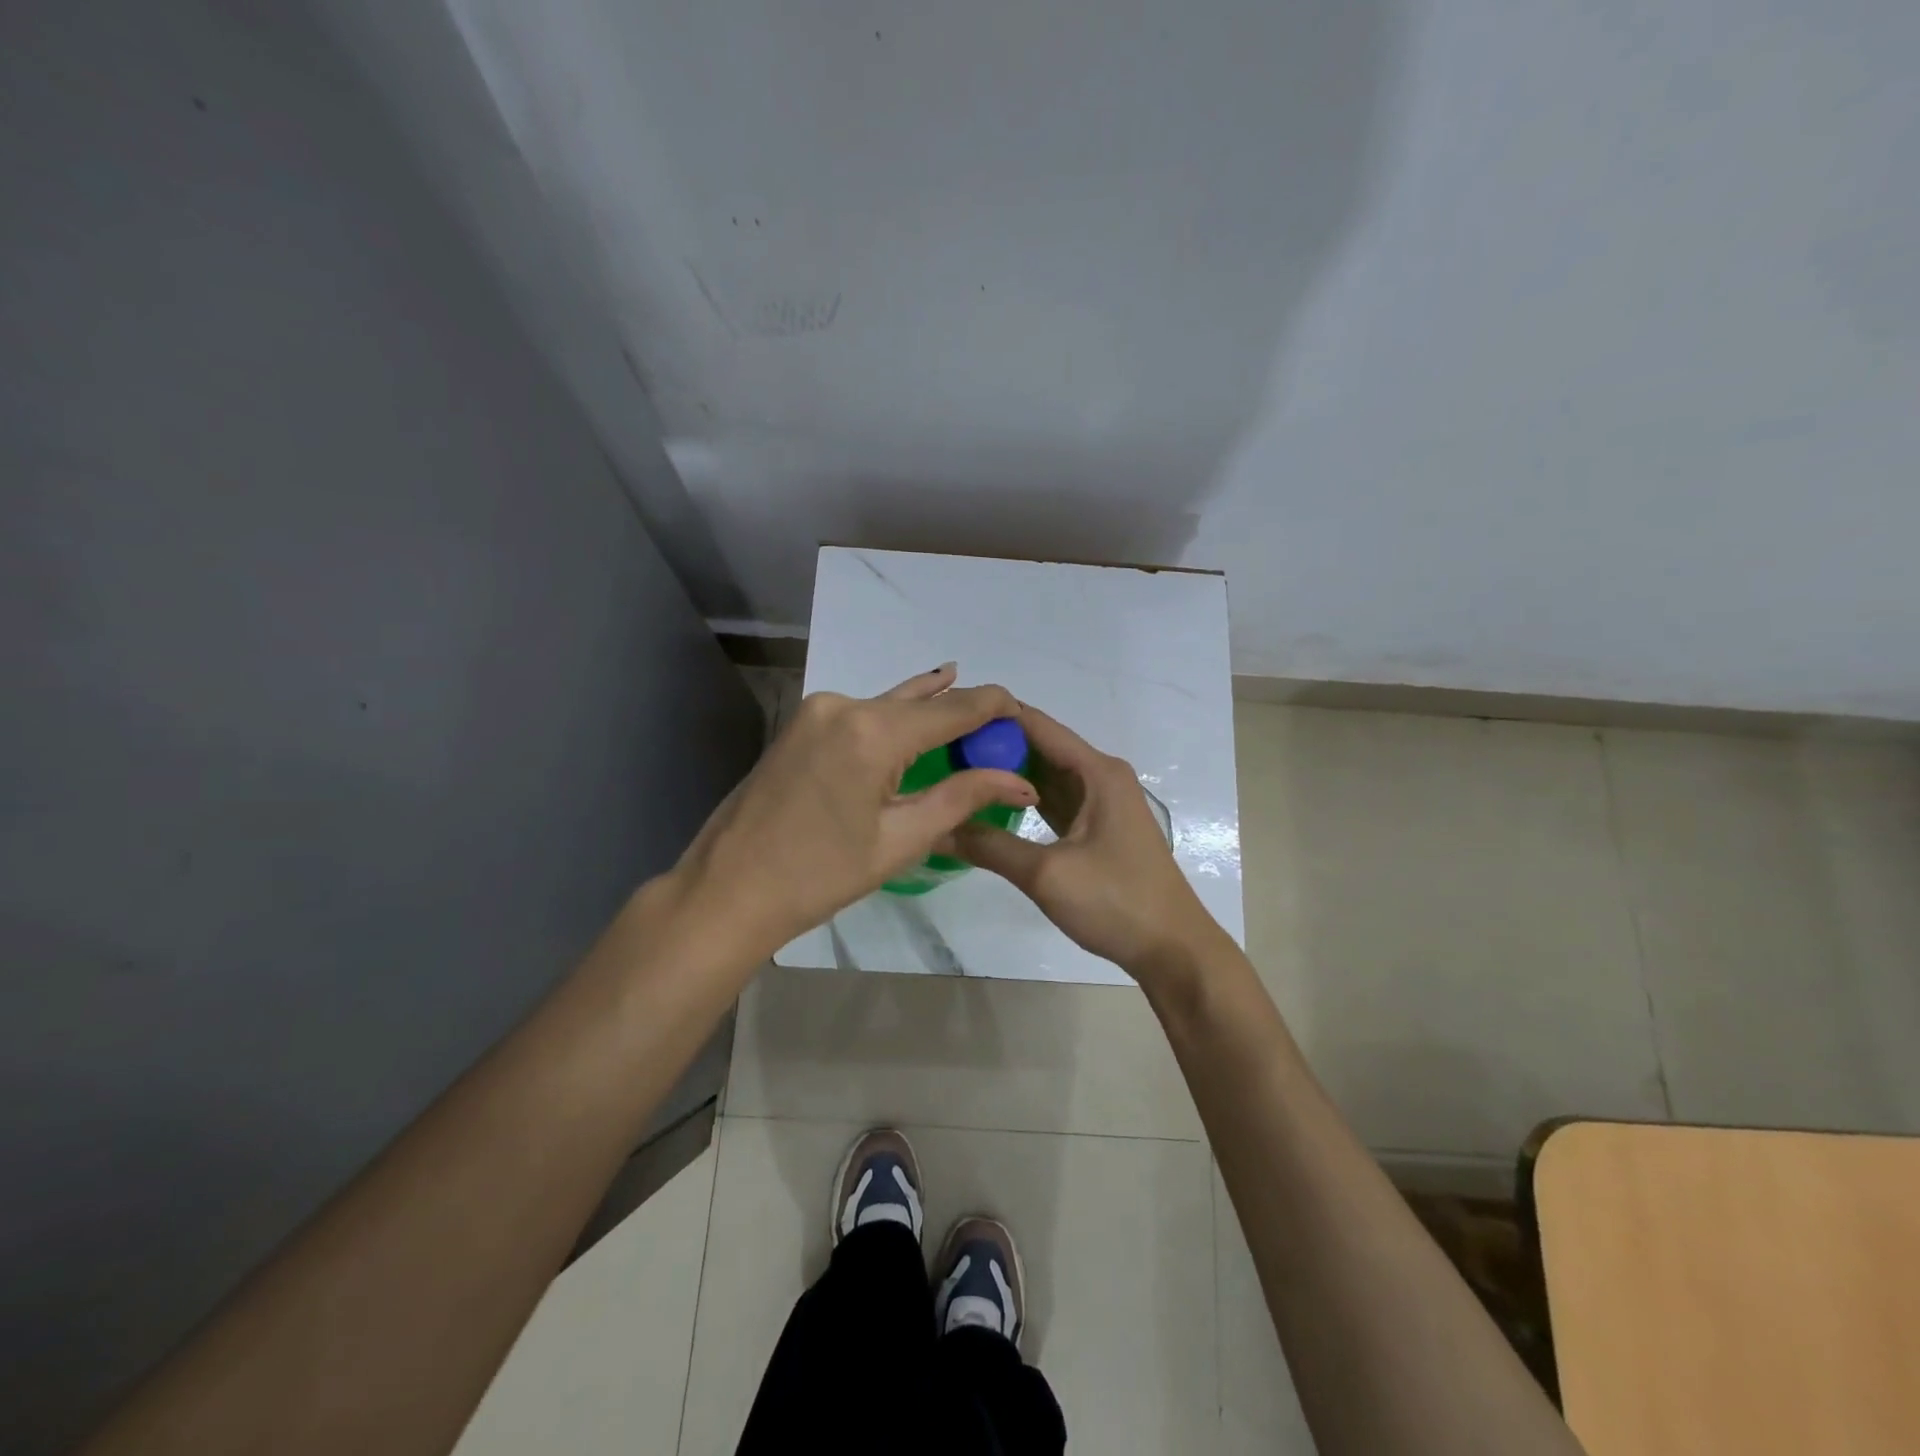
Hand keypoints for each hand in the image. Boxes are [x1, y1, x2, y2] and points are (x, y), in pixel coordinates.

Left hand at [671, 664, 1034, 956]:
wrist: (728, 889)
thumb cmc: (819, 876)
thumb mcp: (900, 840)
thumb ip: (961, 798)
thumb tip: (1019, 782)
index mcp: (871, 731)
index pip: (952, 708)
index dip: (993, 706)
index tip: (1024, 713)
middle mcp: (844, 705)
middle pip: (920, 703)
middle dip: (962, 712)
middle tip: (1001, 725)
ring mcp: (817, 711)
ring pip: (889, 705)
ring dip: (927, 714)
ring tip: (968, 711)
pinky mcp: (801, 724)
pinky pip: (862, 715)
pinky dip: (893, 722)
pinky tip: (914, 717)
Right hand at [953, 704, 1225, 980]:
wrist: (1172, 949)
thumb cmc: (1116, 902)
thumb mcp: (1047, 874)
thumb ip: (990, 846)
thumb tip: (936, 828)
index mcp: (1097, 771)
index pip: (1036, 725)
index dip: (993, 718)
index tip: (946, 721)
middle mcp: (1101, 776)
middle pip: (1040, 747)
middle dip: (993, 746)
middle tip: (939, 750)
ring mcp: (1101, 802)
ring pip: (1045, 775)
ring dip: (1006, 773)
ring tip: (955, 770)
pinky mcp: (1097, 827)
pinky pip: (1054, 801)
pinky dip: (1024, 799)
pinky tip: (989, 803)